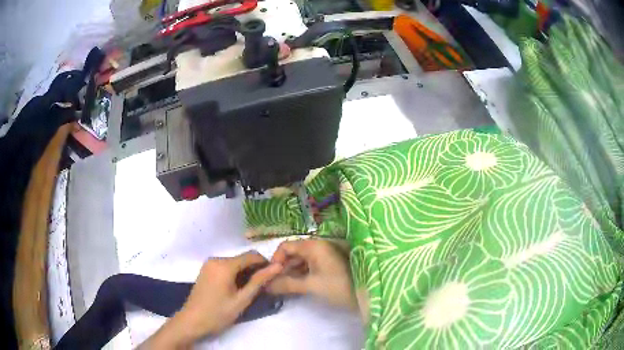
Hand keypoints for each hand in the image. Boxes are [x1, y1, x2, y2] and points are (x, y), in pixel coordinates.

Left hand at [141, 252, 281, 348]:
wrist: (192, 321)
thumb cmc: (218, 313)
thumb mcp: (242, 299)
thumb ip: (259, 281)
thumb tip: (278, 266)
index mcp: (224, 265)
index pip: (251, 255)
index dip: (265, 263)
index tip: (274, 276)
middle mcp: (216, 259)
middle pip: (242, 258)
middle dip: (255, 269)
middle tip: (263, 286)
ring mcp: (209, 264)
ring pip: (234, 263)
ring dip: (245, 272)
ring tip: (251, 289)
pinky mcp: (206, 270)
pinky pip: (225, 267)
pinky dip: (234, 274)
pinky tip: (237, 288)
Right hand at [267, 239, 357, 310]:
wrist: (368, 293)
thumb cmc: (338, 286)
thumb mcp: (311, 286)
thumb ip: (286, 284)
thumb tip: (265, 286)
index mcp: (314, 246)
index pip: (286, 246)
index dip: (275, 260)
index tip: (272, 276)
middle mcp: (319, 245)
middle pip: (294, 252)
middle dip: (283, 268)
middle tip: (277, 284)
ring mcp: (327, 254)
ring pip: (302, 260)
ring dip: (292, 272)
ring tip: (286, 287)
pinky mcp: (331, 263)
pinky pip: (312, 265)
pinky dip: (303, 273)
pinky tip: (299, 285)